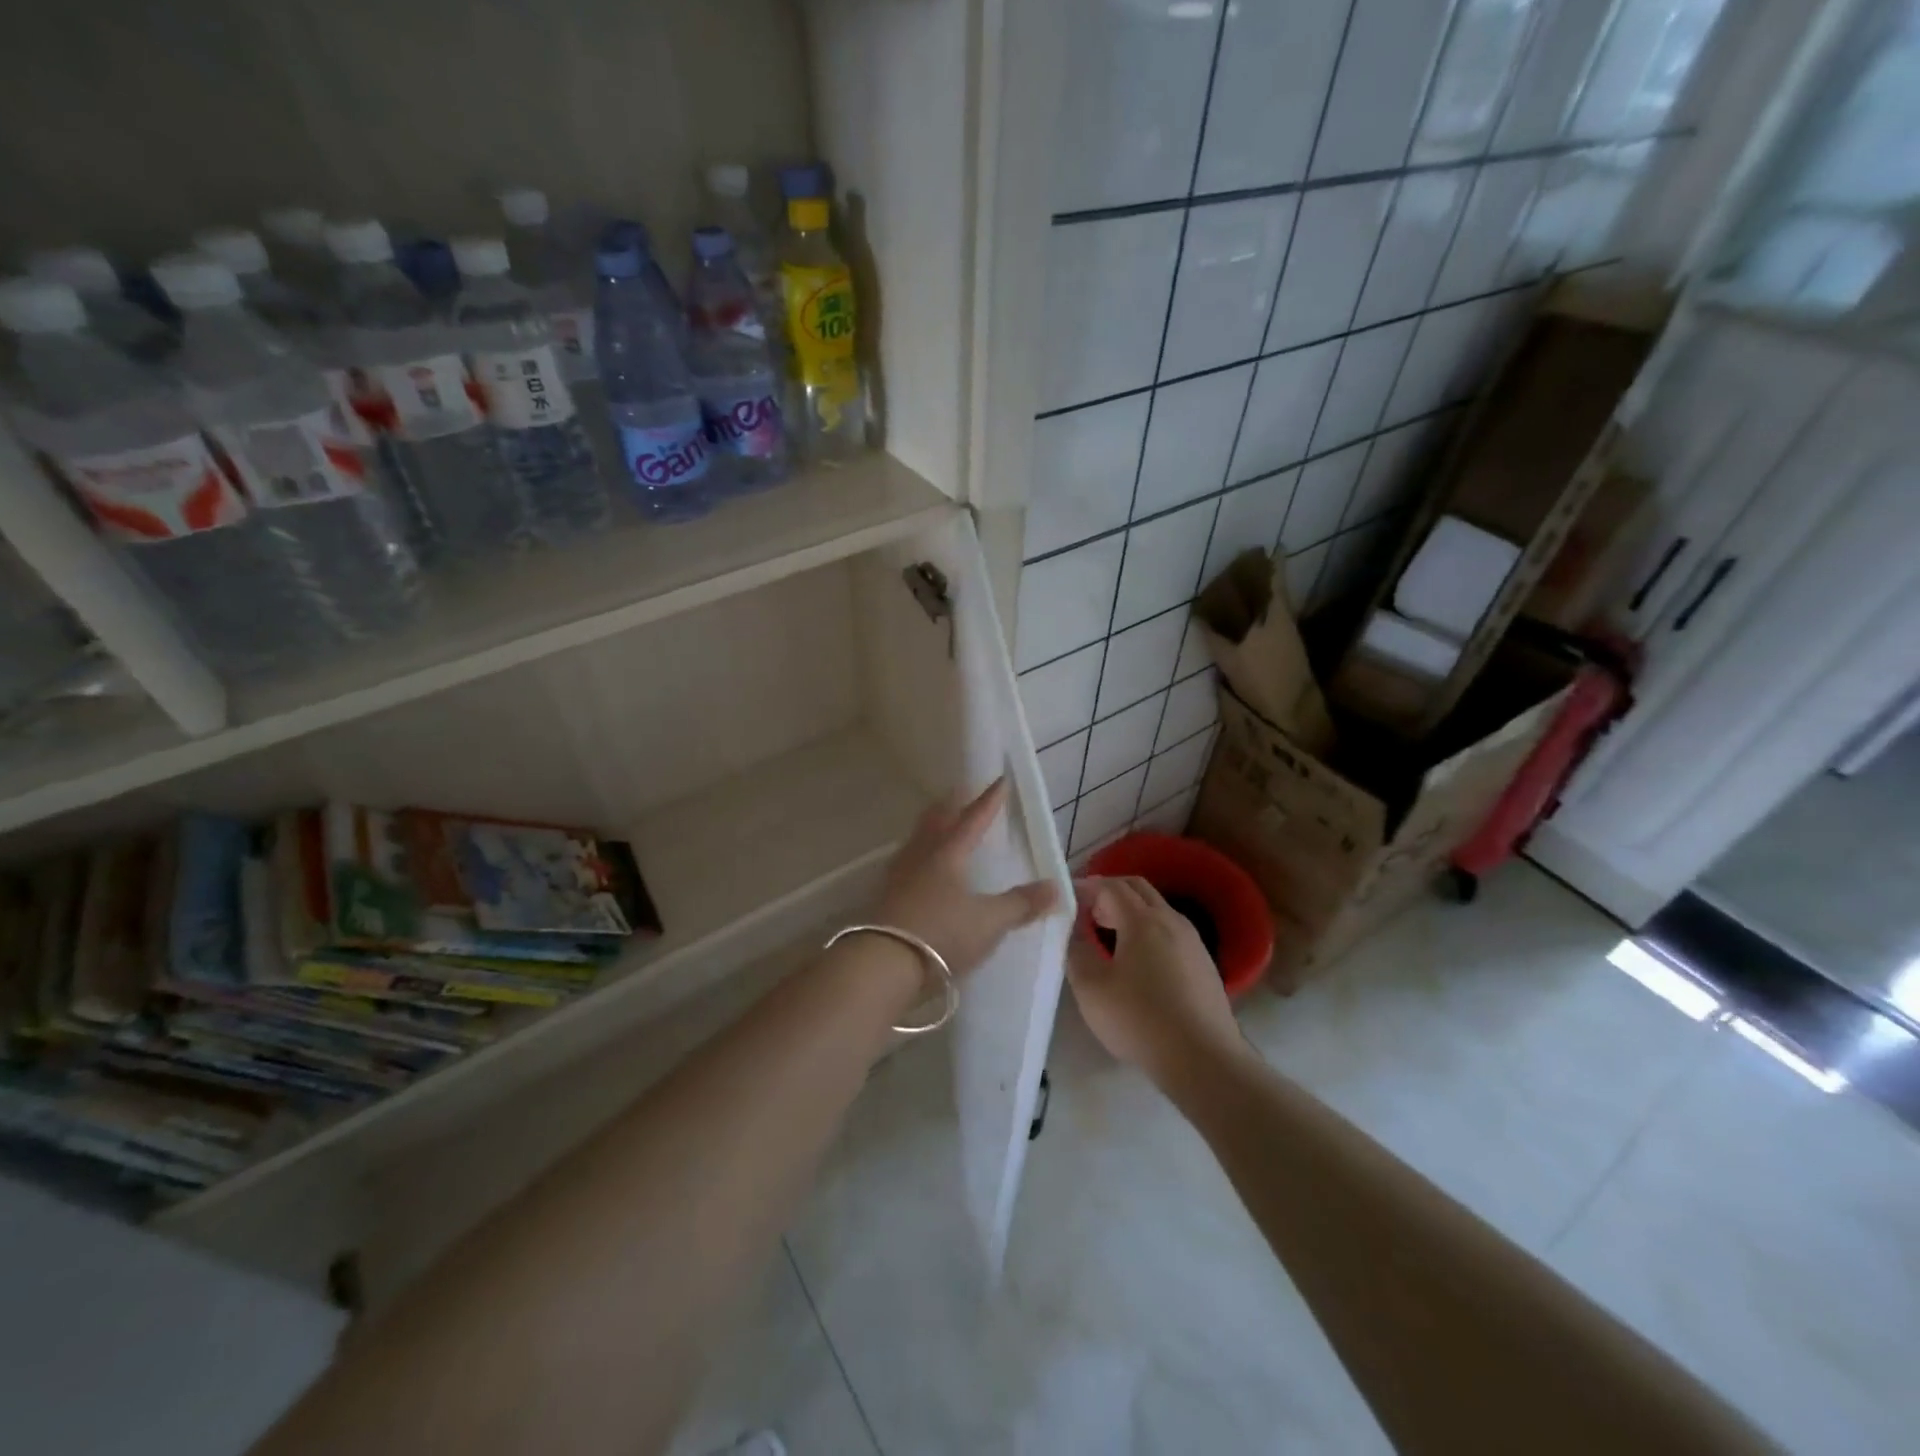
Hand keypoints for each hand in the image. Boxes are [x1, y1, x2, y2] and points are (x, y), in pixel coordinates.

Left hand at [871, 778, 1059, 978]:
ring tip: (937, 822)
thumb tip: (1056, 887)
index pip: (973, 819)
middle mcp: (922, 856)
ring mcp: (899, 875)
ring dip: (931, 826)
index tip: (999, 781)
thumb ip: (1021, 904)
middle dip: (951, 805)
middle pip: (937, 821)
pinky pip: (905, 863)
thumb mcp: (990, 921)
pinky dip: (917, 854)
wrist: (884, 963)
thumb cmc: (942, 933)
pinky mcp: (885, 897)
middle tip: (959, 791)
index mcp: (949, 853)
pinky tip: (917, 866)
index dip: (989, 801)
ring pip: (918, 839)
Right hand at [1068, 876, 1243, 1087]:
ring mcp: (1193, 941)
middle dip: (1109, 892)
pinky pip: (1170, 932)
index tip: (1066, 898)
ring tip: (1107, 935)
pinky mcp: (1204, 964)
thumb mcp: (1091, 989)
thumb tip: (1073, 931)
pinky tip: (1138, 962)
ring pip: (1157, 909)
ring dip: (1130, 912)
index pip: (1110, 886)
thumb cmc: (1141, 1020)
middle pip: (1137, 888)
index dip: (1085, 886)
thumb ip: (1076, 952)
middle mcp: (1172, 920)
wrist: (1204, 1060)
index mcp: (1143, 920)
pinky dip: (1148, 931)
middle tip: (1087, 912)